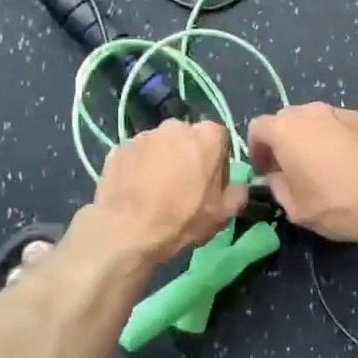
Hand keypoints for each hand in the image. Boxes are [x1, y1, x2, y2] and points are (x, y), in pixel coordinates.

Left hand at [89, 119, 247, 264]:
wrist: (126, 231)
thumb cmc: (182, 219)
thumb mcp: (223, 214)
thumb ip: (238, 193)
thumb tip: (238, 186)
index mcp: (207, 136)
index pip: (220, 139)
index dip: (218, 162)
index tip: (211, 184)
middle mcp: (175, 126)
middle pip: (188, 139)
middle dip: (188, 157)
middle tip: (183, 187)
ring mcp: (144, 135)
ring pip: (161, 146)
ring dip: (162, 161)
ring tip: (156, 191)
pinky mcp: (118, 148)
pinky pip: (137, 156)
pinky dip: (138, 168)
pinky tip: (136, 191)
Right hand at [247, 103, 357, 244]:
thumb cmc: (341, 204)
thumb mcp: (297, 208)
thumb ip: (278, 186)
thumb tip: (277, 176)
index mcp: (287, 129)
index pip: (258, 128)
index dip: (257, 151)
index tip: (266, 172)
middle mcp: (312, 111)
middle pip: (286, 120)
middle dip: (283, 142)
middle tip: (291, 171)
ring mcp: (343, 111)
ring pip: (316, 121)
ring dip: (311, 139)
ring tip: (324, 168)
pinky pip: (341, 126)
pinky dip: (337, 140)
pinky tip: (351, 165)